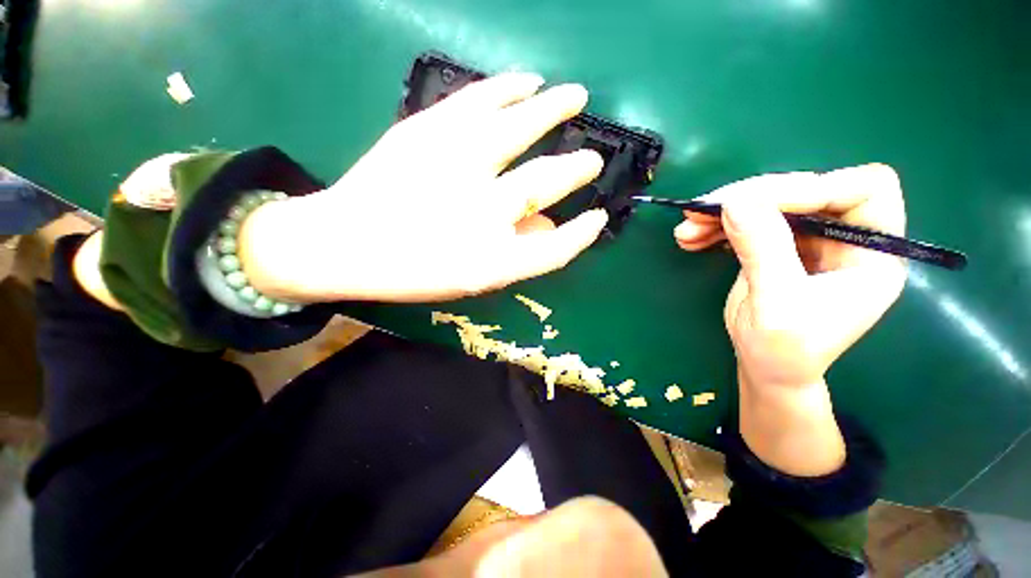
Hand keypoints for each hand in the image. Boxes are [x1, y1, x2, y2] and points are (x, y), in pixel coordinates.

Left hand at [240, 73, 607, 302]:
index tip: (597, 217)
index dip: (581, 235)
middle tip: (593, 158)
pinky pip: (479, 100)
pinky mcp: (426, 131)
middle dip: (577, 168)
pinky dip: (510, 87)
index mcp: (490, 260)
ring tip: (575, 96)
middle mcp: (480, 213)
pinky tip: (528, 80)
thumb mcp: (471, 278)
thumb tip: (551, 224)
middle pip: (546, 182)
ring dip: (554, 109)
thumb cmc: (412, 271)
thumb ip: (516, 254)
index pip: (555, 249)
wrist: (343, 243)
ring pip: (520, 127)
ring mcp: (453, 166)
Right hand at [676, 164, 906, 475]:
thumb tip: (734, 202)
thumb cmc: (785, 351)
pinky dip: (716, 227)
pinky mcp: (777, 245)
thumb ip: (763, 251)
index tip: (752, 204)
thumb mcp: (777, 305)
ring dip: (723, 213)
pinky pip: (748, 221)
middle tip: (701, 211)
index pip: (863, 189)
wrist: (767, 370)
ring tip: (685, 231)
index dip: (812, 187)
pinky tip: (690, 239)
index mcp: (873, 253)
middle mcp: (846, 237)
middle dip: (750, 198)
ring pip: (770, 203)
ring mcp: (810, 240)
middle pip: (807, 190)